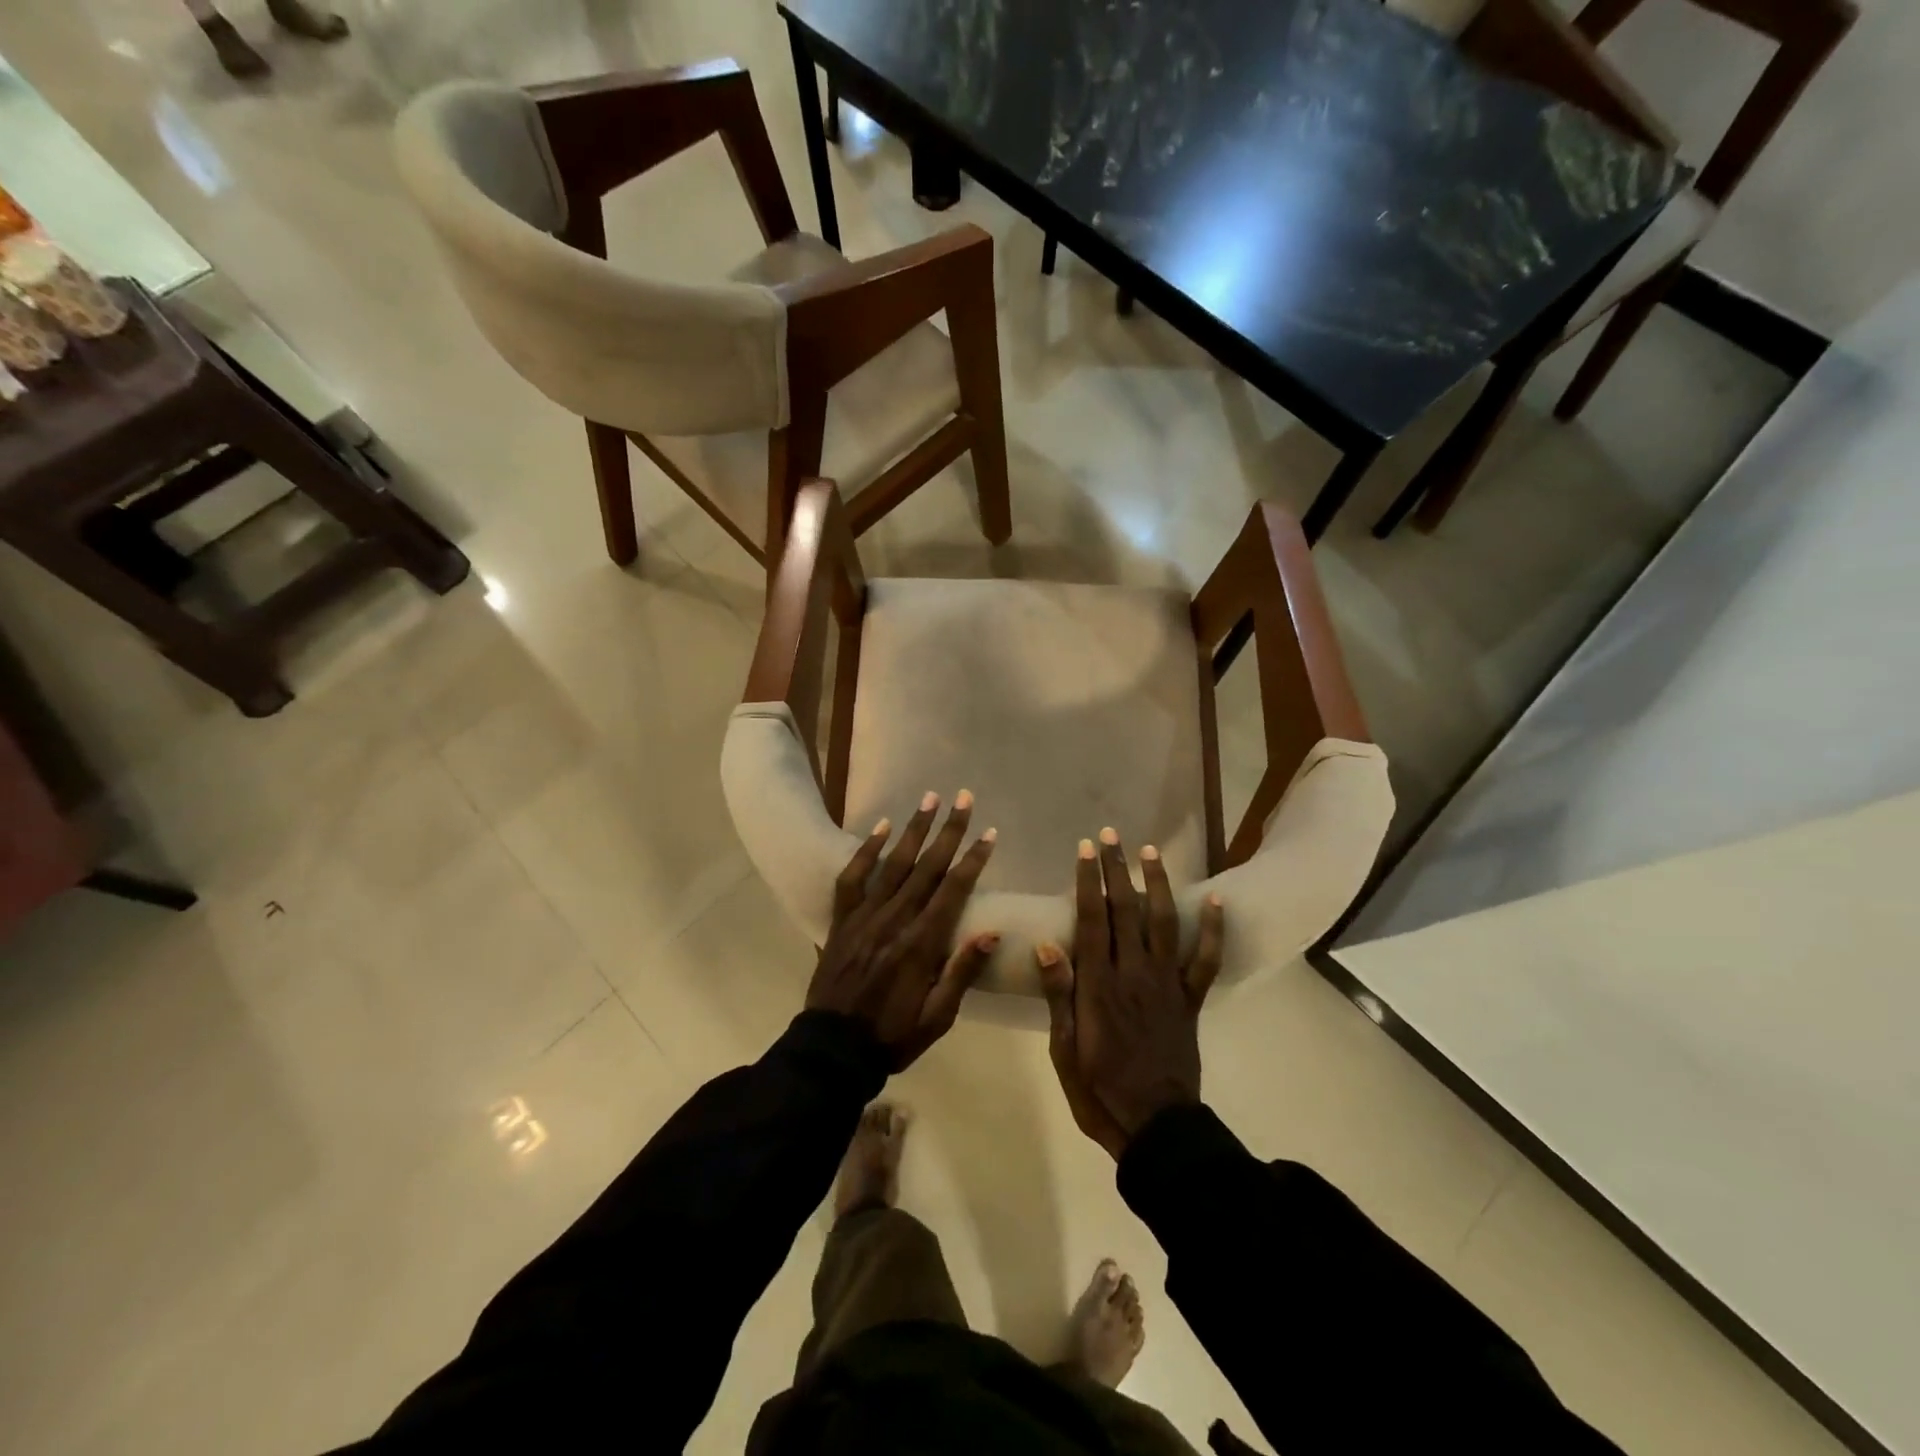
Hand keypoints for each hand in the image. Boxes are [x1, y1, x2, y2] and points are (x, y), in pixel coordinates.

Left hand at [807, 790, 998, 1068]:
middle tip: (964, 799)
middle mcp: (894, 921)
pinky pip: (852, 878)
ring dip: (913, 829)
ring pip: (893, 864)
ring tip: (930, 799)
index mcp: (921, 945)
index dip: (973, 860)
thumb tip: (991, 933)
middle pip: (927, 867)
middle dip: (948, 831)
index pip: (953, 891)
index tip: (989, 834)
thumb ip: (962, 973)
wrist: (833, 1049)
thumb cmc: (893, 1036)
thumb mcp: (937, 1017)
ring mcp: (864, 917)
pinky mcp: (842, 920)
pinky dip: (866, 851)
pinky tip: (881, 827)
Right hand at [1037, 829, 1224, 1158]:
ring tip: (1151, 852)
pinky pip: (1204, 960)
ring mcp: (1166, 985)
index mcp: (1099, 985)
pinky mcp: (1189, 1001)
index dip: (1088, 881)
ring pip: (1163, 923)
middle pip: (1126, 911)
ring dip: (1157, 885)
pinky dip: (1212, 930)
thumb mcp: (1064, 1048)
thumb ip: (1058, 994)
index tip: (1085, 849)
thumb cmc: (1098, 1090)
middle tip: (1111, 836)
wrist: (1155, 1127)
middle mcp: (1134, 974)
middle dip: (1117, 870)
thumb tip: (1046, 944)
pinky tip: (1215, 900)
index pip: (1092, 920)